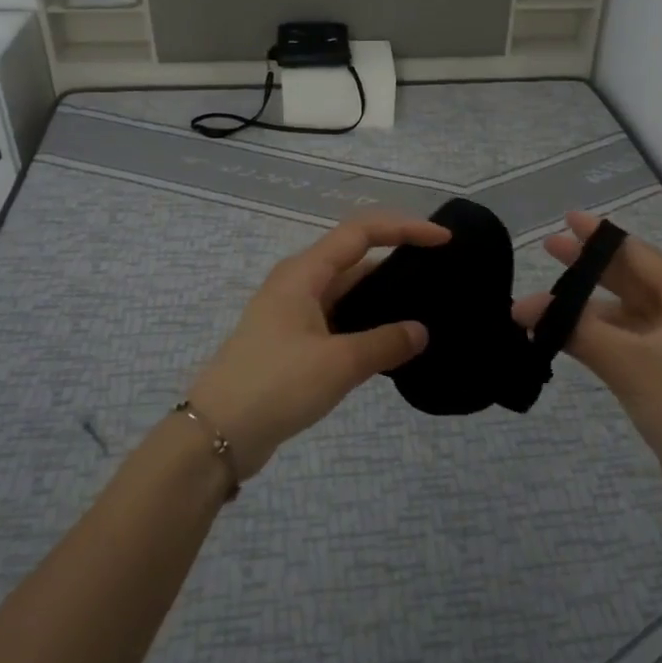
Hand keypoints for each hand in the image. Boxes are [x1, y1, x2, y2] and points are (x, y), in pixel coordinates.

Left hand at [185, 211, 449, 478]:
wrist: (218, 433)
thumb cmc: (277, 384)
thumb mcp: (339, 362)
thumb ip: (385, 343)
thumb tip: (420, 331)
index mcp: (304, 273)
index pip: (361, 232)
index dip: (405, 229)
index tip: (444, 240)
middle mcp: (297, 284)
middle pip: (354, 258)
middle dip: (396, 260)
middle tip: (440, 275)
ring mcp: (292, 313)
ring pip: (346, 292)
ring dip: (381, 296)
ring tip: (424, 307)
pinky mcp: (292, 342)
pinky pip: (338, 319)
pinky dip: (365, 323)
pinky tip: (390, 343)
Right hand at [514, 210, 661, 515]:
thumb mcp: (627, 361)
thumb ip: (575, 329)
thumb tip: (521, 307)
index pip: (639, 254)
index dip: (600, 237)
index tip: (566, 219)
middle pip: (631, 278)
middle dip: (590, 266)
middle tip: (549, 248)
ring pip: (625, 310)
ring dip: (587, 306)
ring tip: (544, 299)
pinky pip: (625, 336)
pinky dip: (595, 332)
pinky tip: (562, 331)